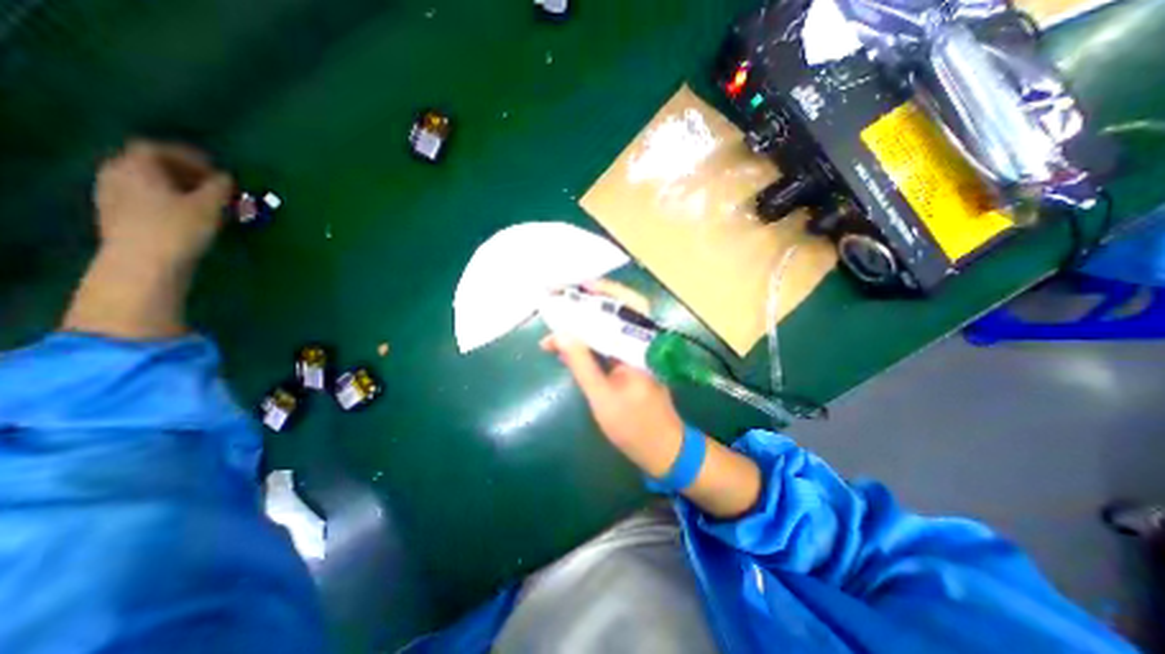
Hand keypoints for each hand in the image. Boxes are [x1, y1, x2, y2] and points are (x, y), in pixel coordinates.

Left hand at [94, 139, 232, 268]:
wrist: (144, 263)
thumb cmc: (178, 228)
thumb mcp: (209, 206)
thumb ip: (219, 188)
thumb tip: (226, 177)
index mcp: (136, 166)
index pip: (158, 149)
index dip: (189, 157)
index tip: (217, 171)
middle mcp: (117, 174)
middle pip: (150, 164)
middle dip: (184, 173)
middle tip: (214, 187)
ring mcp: (112, 195)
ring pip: (148, 183)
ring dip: (178, 189)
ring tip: (206, 204)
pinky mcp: (118, 216)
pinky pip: (144, 198)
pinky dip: (168, 201)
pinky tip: (189, 216)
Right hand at [541, 279, 684, 474]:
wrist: (662, 448)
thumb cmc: (634, 426)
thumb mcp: (601, 396)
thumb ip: (581, 363)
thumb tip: (560, 334)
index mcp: (640, 346)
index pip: (622, 307)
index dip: (598, 292)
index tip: (574, 287)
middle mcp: (642, 342)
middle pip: (618, 309)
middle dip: (589, 300)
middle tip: (563, 296)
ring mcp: (637, 351)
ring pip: (612, 324)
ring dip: (587, 318)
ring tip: (560, 317)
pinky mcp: (631, 361)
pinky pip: (609, 341)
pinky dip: (589, 338)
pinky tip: (570, 343)